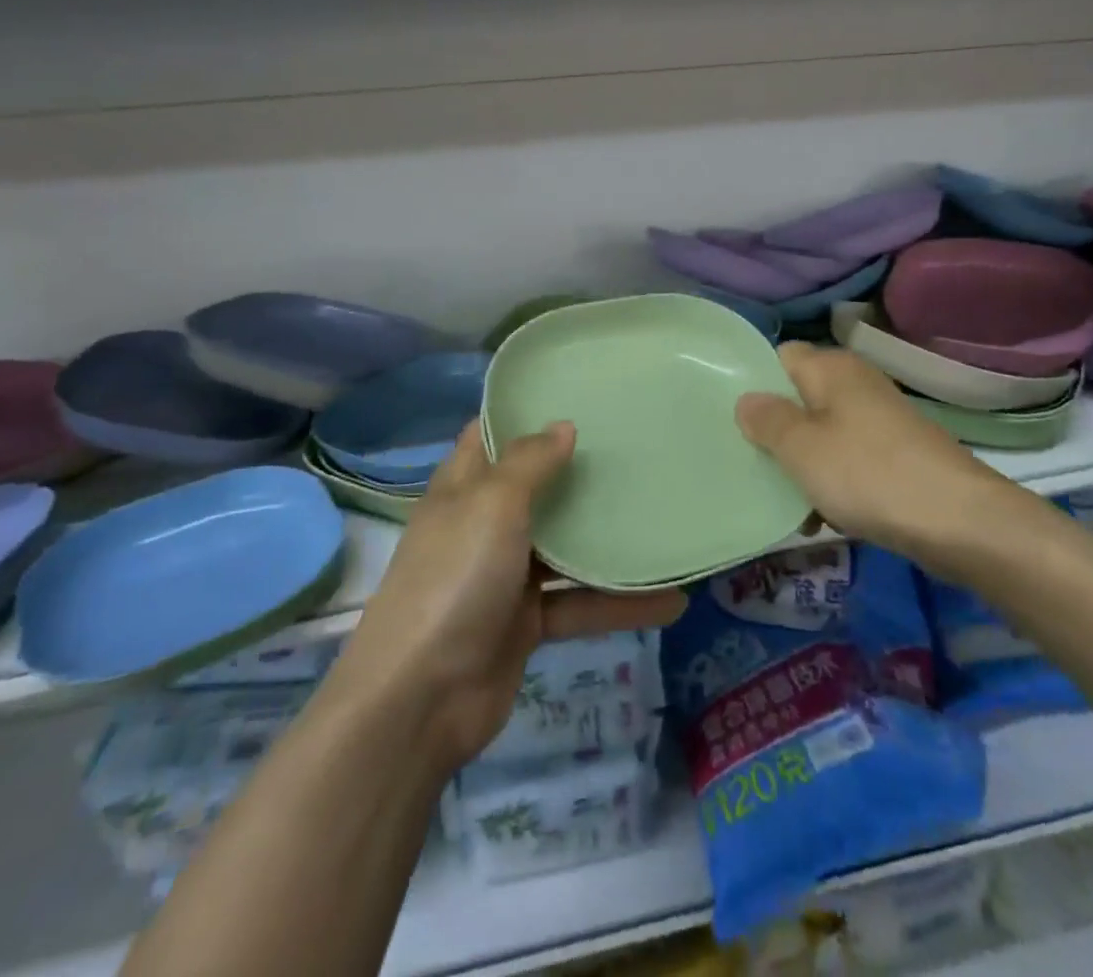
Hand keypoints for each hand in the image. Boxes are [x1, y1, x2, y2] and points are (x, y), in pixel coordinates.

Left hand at [327, 421, 685, 775]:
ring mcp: (506, 576)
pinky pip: (580, 603)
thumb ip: (530, 462)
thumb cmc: (455, 577)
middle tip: (636, 447)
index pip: (491, 436)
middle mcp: (484, 525)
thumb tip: (564, 425)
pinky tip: (671, 600)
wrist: (421, 698)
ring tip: (665, 518)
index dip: (525, 413)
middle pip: (537, 488)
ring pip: (566, 549)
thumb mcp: (492, 504)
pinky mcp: (527, 623)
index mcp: (464, 489)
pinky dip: (620, 603)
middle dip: (579, 471)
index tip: (577, 393)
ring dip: (609, 541)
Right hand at [736, 342, 1026, 567]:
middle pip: (800, 398)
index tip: (729, 417)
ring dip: (802, 464)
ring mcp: (879, 420)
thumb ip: (766, 420)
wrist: (958, 521)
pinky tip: (821, 518)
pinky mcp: (896, 454)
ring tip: (781, 500)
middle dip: (774, 431)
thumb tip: (746, 399)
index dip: (754, 382)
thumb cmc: (867, 473)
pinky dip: (832, 482)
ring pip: (823, 434)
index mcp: (831, 368)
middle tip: (747, 462)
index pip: (780, 357)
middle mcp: (856, 384)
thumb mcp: (801, 447)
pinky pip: (849, 460)